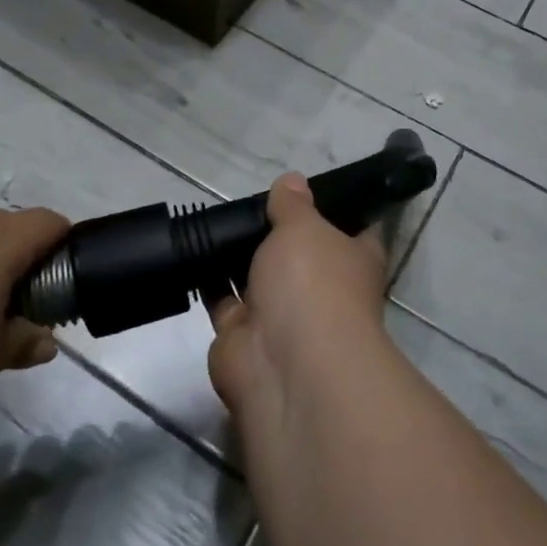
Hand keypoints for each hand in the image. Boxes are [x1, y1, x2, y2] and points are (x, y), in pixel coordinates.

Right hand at [208, 173, 388, 419]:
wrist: (283, 364)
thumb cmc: (314, 283)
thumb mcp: (305, 226)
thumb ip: (293, 204)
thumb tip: (293, 181)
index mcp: (354, 261)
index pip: (353, 229)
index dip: (335, 210)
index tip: (311, 187)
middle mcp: (322, 289)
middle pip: (299, 253)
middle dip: (276, 232)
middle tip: (248, 198)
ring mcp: (282, 315)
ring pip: (259, 276)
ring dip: (240, 256)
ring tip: (214, 217)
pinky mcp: (243, 334)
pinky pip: (225, 299)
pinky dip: (210, 279)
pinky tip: (192, 248)